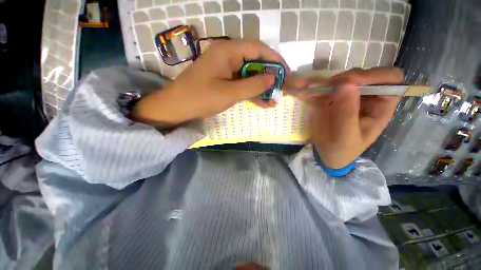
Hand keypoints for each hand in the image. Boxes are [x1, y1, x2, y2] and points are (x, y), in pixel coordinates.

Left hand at [130, 40, 288, 127]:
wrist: (178, 107)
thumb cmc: (201, 98)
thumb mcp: (230, 93)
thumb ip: (253, 85)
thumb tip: (272, 78)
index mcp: (228, 51)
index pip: (258, 49)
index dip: (275, 60)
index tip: (287, 73)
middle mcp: (228, 56)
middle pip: (255, 62)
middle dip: (269, 77)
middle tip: (282, 89)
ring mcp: (226, 69)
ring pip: (249, 75)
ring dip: (261, 88)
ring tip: (274, 100)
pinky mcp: (224, 80)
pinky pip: (242, 84)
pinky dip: (251, 93)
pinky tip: (262, 102)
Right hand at [305, 67, 404, 168]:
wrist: (326, 154)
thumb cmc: (341, 150)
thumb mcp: (345, 136)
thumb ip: (347, 113)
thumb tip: (347, 83)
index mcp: (380, 107)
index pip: (391, 80)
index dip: (375, 76)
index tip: (351, 82)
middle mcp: (367, 98)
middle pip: (364, 75)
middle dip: (346, 78)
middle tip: (328, 87)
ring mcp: (348, 97)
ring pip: (343, 79)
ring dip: (328, 82)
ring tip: (313, 89)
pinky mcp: (332, 99)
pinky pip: (326, 88)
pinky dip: (316, 87)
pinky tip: (306, 93)